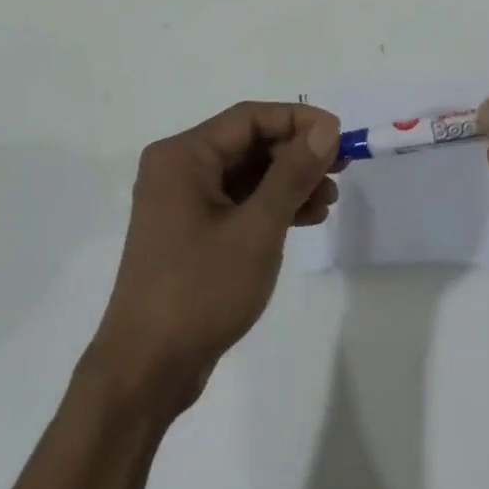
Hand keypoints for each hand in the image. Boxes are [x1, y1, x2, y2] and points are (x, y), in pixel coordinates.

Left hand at [88, 102, 341, 415]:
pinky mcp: (191, 231)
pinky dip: (271, 206)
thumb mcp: (256, 228)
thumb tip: (325, 129)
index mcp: (183, 156)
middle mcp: (178, 169)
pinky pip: (237, 201)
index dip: (299, 121)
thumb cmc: (200, 290)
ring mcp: (182, 201)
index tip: (340, 137)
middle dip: (296, 154)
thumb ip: (292, 174)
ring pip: (246, 174)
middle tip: (341, 170)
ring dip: (288, 182)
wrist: (147, 370)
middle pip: (248, 143)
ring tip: (329, 202)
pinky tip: (305, 218)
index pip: (250, 118)